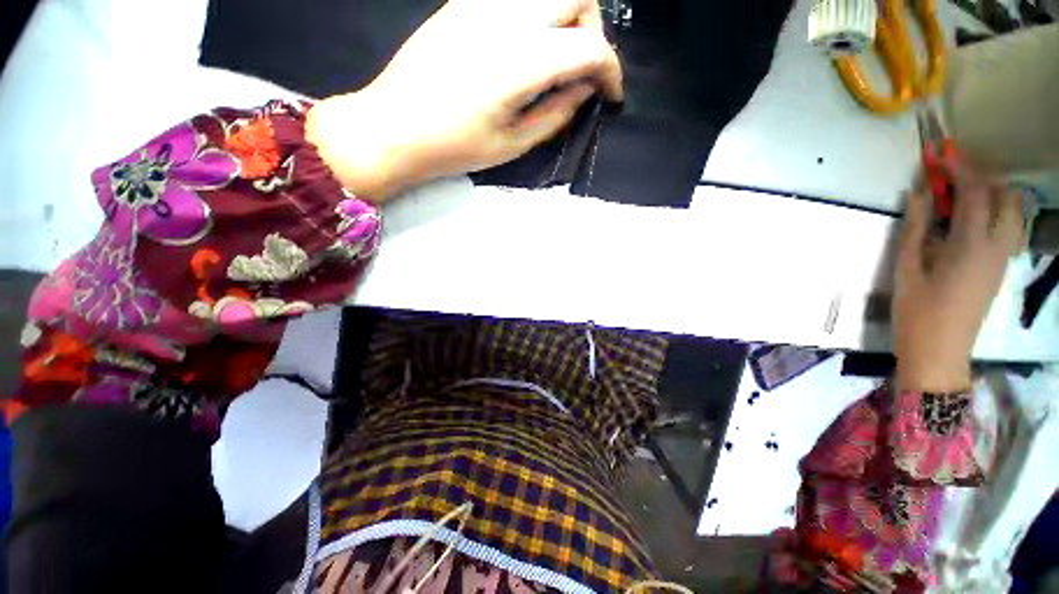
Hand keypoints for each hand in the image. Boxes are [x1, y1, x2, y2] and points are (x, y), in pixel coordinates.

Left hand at [307, 0, 621, 200]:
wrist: (393, 127)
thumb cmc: (454, 146)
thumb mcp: (512, 144)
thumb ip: (555, 115)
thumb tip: (583, 92)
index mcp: (519, 62)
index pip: (590, 46)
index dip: (611, 70)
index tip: (611, 95)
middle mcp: (505, 18)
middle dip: (593, 30)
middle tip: (581, 70)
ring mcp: (481, 4)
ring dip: (566, 16)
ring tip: (555, 58)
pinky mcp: (462, 3)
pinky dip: (536, 14)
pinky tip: (525, 47)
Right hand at [893, 159, 1025, 391]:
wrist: (939, 351)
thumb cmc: (917, 311)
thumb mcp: (907, 268)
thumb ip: (916, 227)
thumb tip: (919, 192)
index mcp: (971, 244)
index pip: (974, 191)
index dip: (959, 167)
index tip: (939, 154)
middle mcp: (996, 246)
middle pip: (1003, 196)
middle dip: (980, 178)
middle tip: (950, 178)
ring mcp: (1002, 258)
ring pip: (1011, 212)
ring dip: (989, 195)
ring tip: (959, 198)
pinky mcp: (1000, 268)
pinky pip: (1007, 229)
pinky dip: (992, 213)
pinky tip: (967, 222)